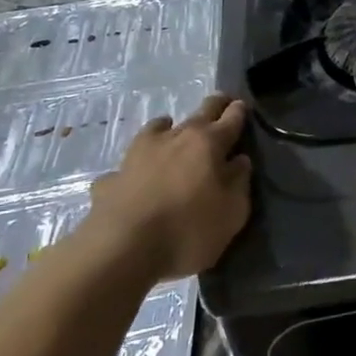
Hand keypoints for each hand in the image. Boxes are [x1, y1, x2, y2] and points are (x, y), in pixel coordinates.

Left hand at [84, 94, 251, 279]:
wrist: (120, 250)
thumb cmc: (188, 230)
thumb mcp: (233, 212)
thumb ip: (239, 182)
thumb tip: (239, 161)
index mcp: (209, 143)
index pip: (231, 118)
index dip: (239, 111)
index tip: (243, 106)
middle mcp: (175, 138)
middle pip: (199, 113)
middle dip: (214, 107)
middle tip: (221, 106)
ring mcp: (139, 154)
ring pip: (158, 128)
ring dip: (169, 128)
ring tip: (173, 132)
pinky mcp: (113, 176)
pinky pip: (129, 164)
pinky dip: (138, 166)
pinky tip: (137, 178)